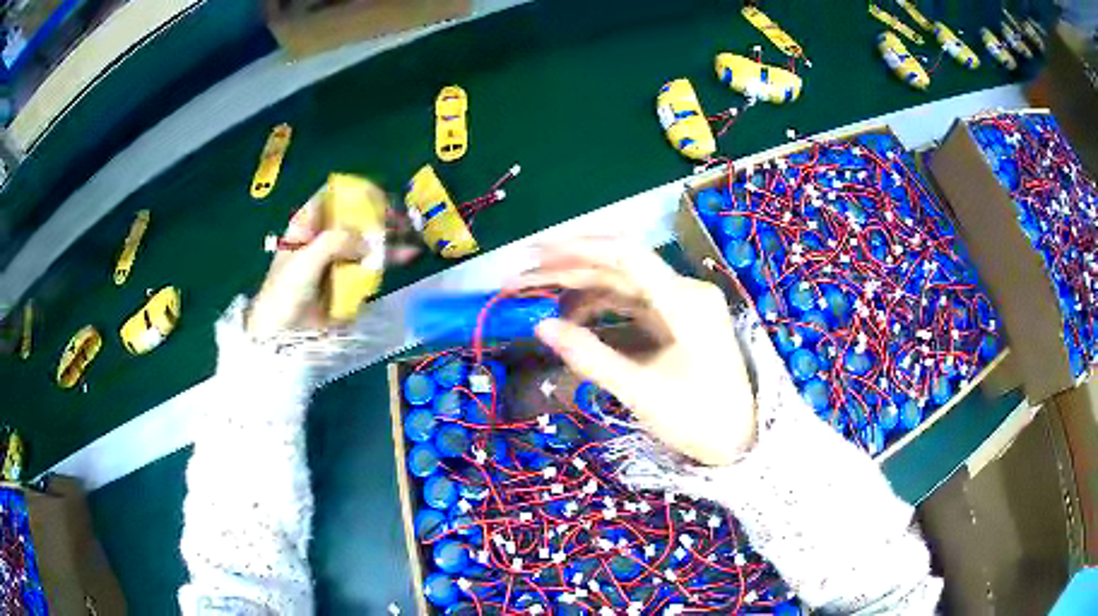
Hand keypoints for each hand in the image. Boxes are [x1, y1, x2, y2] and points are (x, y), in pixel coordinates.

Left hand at [247, 186, 421, 336]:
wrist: (283, 334)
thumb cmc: (285, 292)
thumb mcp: (306, 261)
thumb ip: (336, 242)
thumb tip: (369, 241)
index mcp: (308, 224)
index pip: (334, 196)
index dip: (356, 192)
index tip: (379, 197)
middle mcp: (325, 236)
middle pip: (355, 216)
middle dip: (380, 214)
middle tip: (402, 219)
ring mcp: (338, 258)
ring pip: (367, 239)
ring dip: (389, 235)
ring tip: (411, 235)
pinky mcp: (348, 279)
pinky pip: (370, 263)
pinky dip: (388, 258)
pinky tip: (407, 255)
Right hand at [514, 238, 756, 465]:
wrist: (740, 440)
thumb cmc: (699, 419)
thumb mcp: (641, 392)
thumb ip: (590, 356)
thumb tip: (541, 326)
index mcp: (685, 302)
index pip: (626, 256)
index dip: (578, 248)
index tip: (535, 252)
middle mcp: (685, 293)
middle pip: (620, 268)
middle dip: (570, 269)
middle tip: (524, 276)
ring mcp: (682, 306)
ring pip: (623, 285)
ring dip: (582, 287)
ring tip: (540, 296)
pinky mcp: (677, 321)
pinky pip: (633, 304)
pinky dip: (601, 307)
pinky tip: (574, 315)